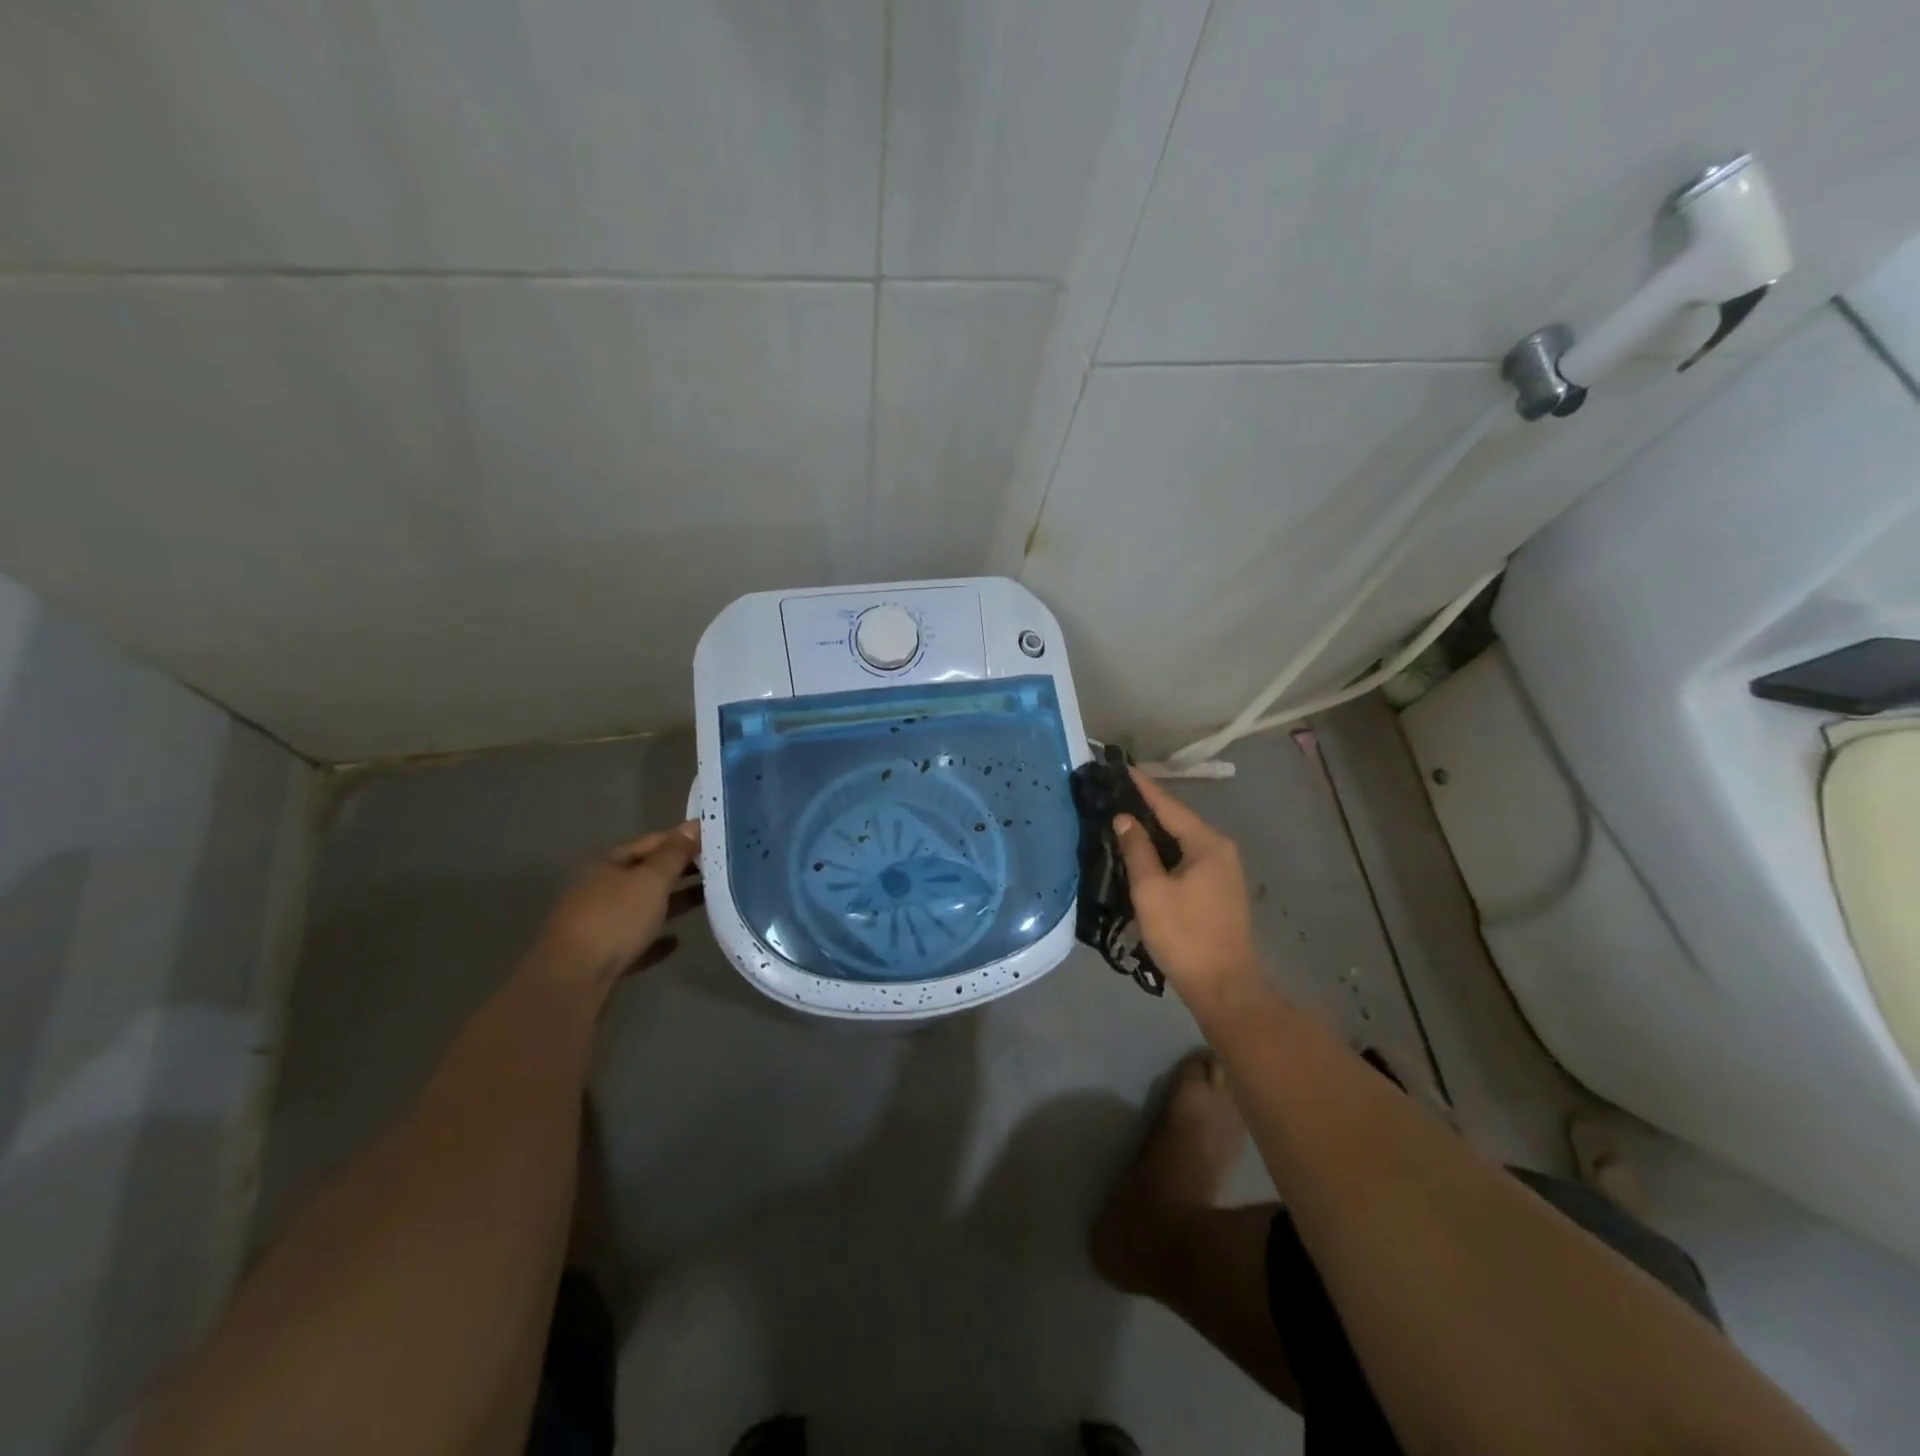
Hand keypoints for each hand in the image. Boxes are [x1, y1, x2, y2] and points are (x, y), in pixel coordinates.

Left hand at [528, 822, 702, 996]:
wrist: (572, 981)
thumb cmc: (614, 920)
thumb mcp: (650, 881)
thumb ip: (674, 854)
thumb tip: (692, 825)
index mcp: (610, 864)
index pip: (653, 842)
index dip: (683, 838)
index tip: (716, 838)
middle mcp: (603, 889)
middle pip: (648, 874)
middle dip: (681, 870)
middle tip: (719, 868)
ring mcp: (600, 923)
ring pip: (644, 907)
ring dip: (673, 902)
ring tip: (708, 900)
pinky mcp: (603, 956)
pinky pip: (637, 941)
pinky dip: (656, 938)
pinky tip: (675, 941)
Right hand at [1112, 770, 1261, 1004]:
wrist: (1224, 986)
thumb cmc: (1184, 934)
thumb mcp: (1151, 890)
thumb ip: (1137, 849)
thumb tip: (1124, 819)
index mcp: (1208, 843)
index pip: (1169, 805)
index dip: (1143, 786)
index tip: (1120, 767)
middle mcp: (1220, 849)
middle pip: (1178, 820)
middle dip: (1146, 806)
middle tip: (1114, 793)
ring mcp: (1223, 870)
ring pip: (1182, 840)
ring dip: (1154, 830)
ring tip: (1122, 818)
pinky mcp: (1218, 890)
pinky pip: (1187, 857)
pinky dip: (1164, 850)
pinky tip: (1143, 852)